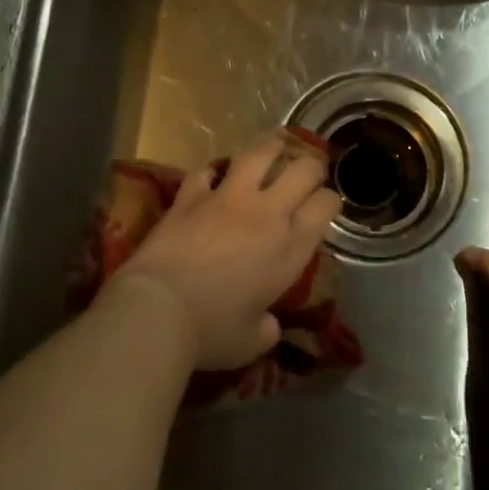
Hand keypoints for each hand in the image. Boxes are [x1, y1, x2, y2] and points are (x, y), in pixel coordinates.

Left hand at [107, 132, 342, 370]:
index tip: (324, 207)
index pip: (325, 205)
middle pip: (303, 169)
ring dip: (271, 147)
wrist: (159, 309)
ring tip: (274, 147)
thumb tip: (267, 325)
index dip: (329, 201)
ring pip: (259, 153)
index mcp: (290, 247)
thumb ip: (266, 328)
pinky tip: (214, 176)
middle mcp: (266, 213)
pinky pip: (206, 170)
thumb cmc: (212, 331)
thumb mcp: (250, 342)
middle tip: (306, 174)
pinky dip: (212, 171)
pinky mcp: (190, 195)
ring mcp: (227, 198)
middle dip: (311, 167)